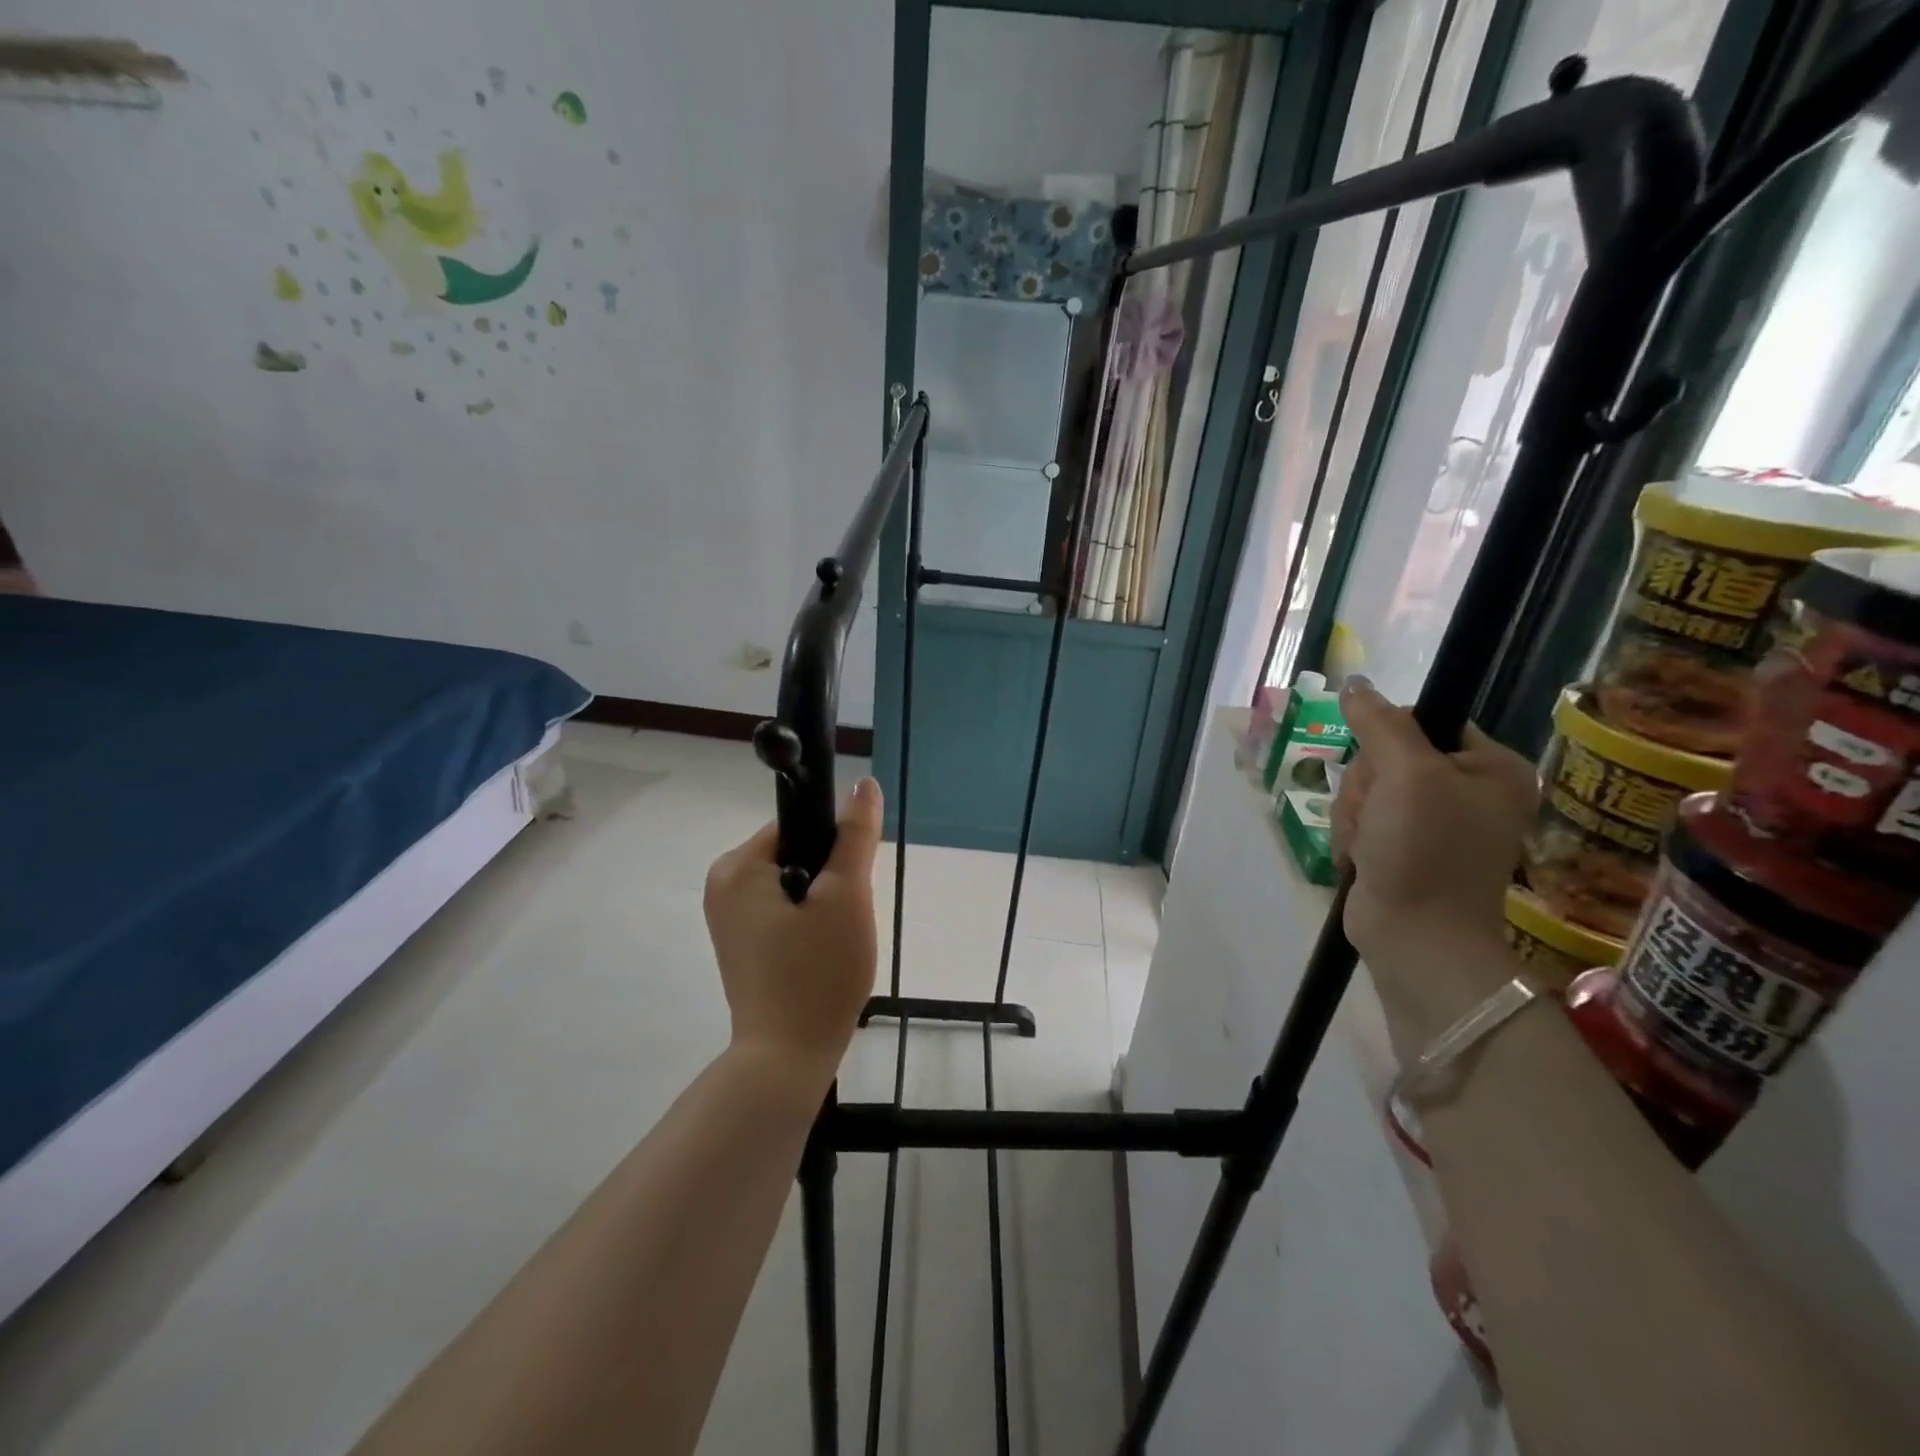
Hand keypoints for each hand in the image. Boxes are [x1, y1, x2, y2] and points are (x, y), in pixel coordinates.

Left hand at [703, 778, 883, 1082]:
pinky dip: (810, 924)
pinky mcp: (742, 945)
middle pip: (797, 854)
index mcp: (737, 867)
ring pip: (796, 885)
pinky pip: (785, 912)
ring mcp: (729, 918)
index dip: (835, 846)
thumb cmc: (817, 972)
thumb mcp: (846, 896)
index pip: (798, 826)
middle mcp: (723, 885)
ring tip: (837, 941)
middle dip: (831, 880)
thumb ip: (855, 836)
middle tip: (846, 919)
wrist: (787, 1059)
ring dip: (825, 904)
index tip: (852, 882)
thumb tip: (865, 783)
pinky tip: (824, 954)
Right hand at [1332, 679, 1536, 1036]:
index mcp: (1490, 767)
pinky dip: (1352, 836)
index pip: (1424, 719)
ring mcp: (1431, 821)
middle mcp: (1466, 790)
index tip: (1386, 770)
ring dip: (1354, 814)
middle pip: (1386, 755)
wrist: (1415, 937)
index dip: (1389, 739)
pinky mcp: (1400, 846)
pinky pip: (1360, 817)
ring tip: (1368, 845)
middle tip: (1377, 816)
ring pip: (1365, 787)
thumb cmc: (1424, 850)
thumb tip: (1354, 683)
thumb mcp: (1406, 774)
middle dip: (1366, 785)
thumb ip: (1379, 722)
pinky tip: (1362, 857)